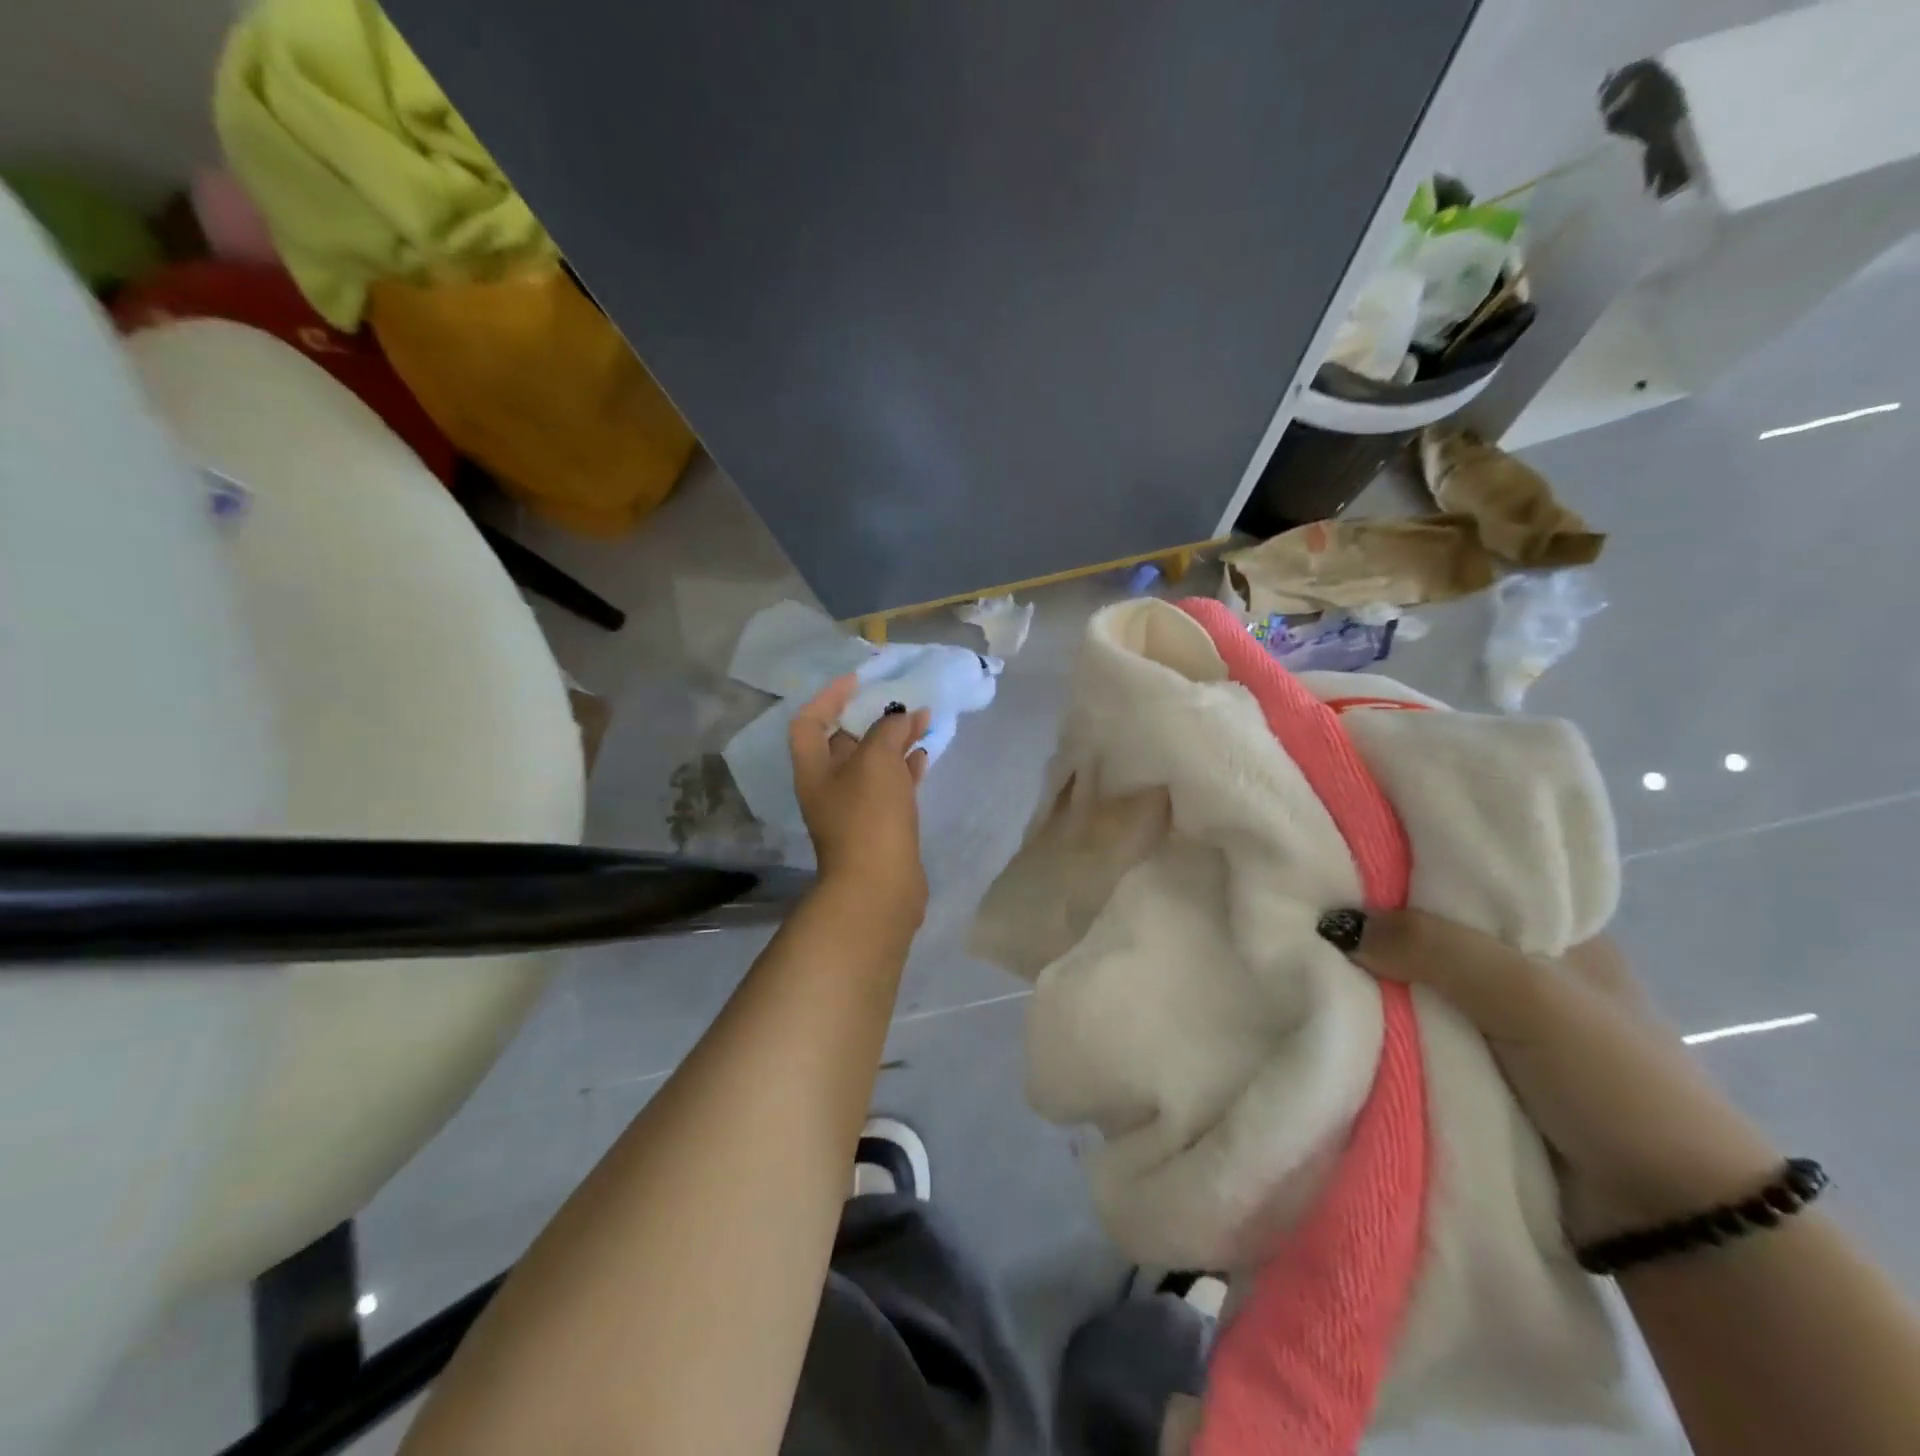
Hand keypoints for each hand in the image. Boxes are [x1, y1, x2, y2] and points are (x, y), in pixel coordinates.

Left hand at [789, 676, 930, 923]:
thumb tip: (901, 717)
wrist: (880, 886)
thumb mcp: (876, 760)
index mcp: (814, 768)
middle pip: (844, 741)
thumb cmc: (869, 815)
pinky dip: (905, 768)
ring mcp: (854, 808)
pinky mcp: (880, 825)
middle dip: (872, 717)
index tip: (859, 681)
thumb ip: (888, 729)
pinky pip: (891, 787)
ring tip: (922, 721)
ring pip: (872, 763)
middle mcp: (828, 786)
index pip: (809, 721)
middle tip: (901, 700)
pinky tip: (925, 756)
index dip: (829, 696)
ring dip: (894, 741)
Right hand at [1338, 910, 1781, 1241]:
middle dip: (1374, 927)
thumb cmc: (1613, 1082)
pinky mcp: (1471, 1067)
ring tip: (1302, 952)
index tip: (1336, 860)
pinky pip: (1409, 1029)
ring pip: (1411, 982)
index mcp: (1550, 931)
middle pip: (1426, 930)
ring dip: (1369, 980)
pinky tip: (1334, 1004)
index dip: (1399, 868)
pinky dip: (1378, 1023)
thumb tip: (1334, 923)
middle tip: (1306, 910)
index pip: (1460, 878)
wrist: (1669, 1221)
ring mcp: (1492, 1021)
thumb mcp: (1528, 995)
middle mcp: (1517, 967)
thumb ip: (1434, 947)